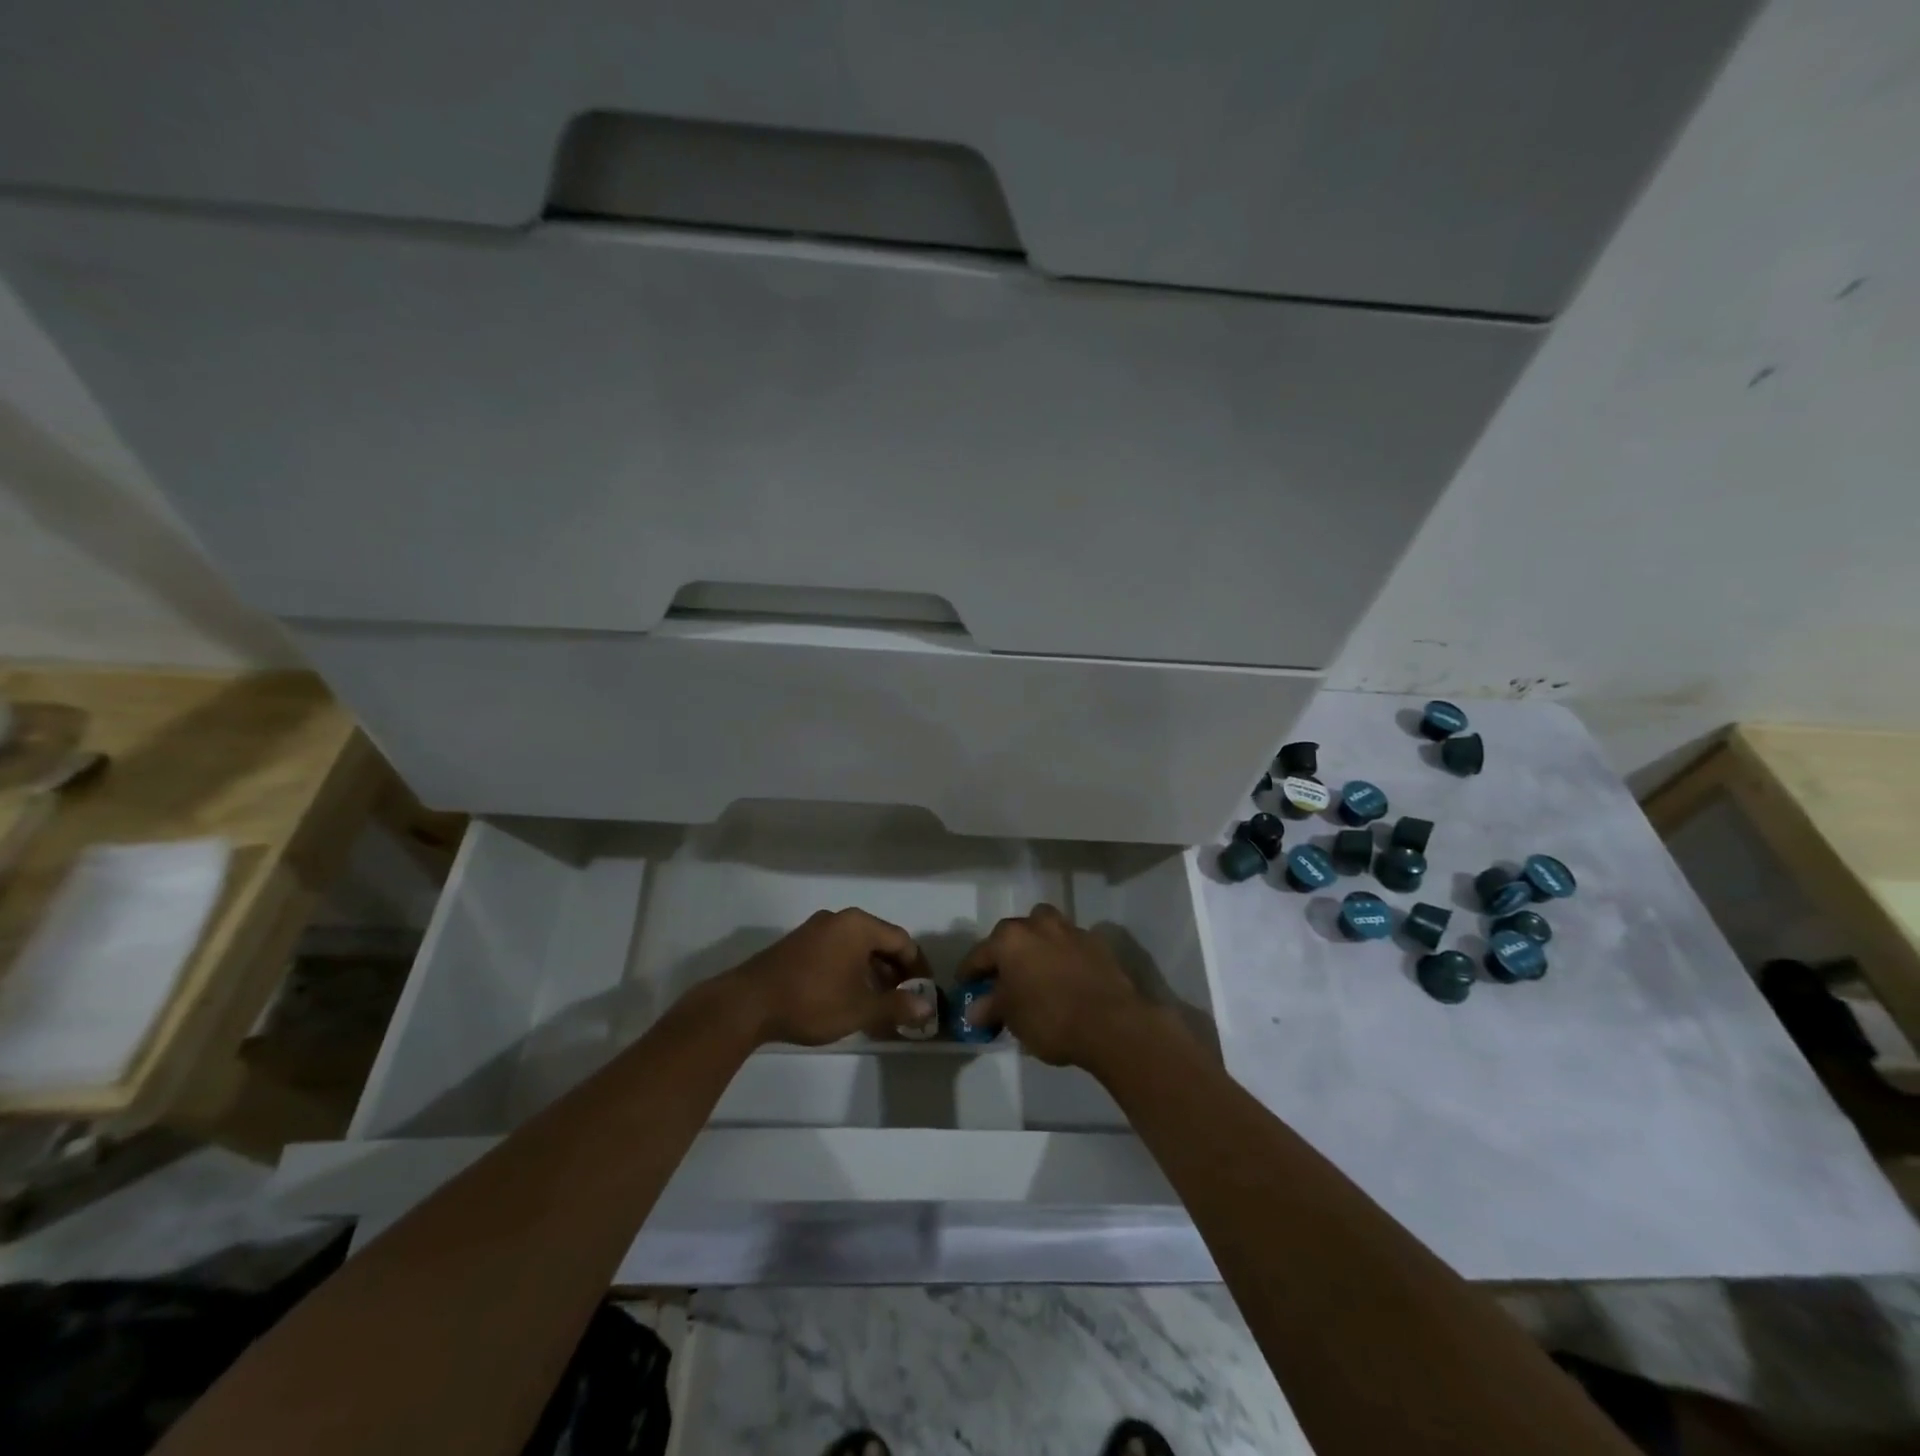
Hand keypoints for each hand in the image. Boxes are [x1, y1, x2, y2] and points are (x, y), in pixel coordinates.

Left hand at [725, 908, 933, 1046]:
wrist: (748, 1004)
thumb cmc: (812, 1001)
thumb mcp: (860, 1008)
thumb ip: (897, 1005)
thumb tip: (928, 1007)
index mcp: (858, 925)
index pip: (902, 941)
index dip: (918, 968)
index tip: (926, 992)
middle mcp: (839, 919)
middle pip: (880, 941)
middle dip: (896, 972)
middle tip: (906, 1000)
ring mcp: (815, 929)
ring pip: (857, 948)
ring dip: (873, 973)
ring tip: (880, 1003)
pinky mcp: (798, 944)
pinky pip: (837, 951)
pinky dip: (851, 971)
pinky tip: (850, 997)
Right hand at [956, 904, 1150, 1067]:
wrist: (1111, 1023)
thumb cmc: (1050, 1018)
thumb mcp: (1012, 1017)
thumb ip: (990, 1007)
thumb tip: (975, 1009)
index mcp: (1010, 939)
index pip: (980, 954)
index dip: (969, 972)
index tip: (965, 985)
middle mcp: (1038, 924)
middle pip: (1013, 935)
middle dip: (1005, 954)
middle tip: (1003, 979)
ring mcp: (1070, 930)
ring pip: (1045, 930)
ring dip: (1037, 945)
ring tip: (1036, 971)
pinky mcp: (1097, 943)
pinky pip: (1070, 945)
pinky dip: (1063, 956)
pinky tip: (1065, 977)